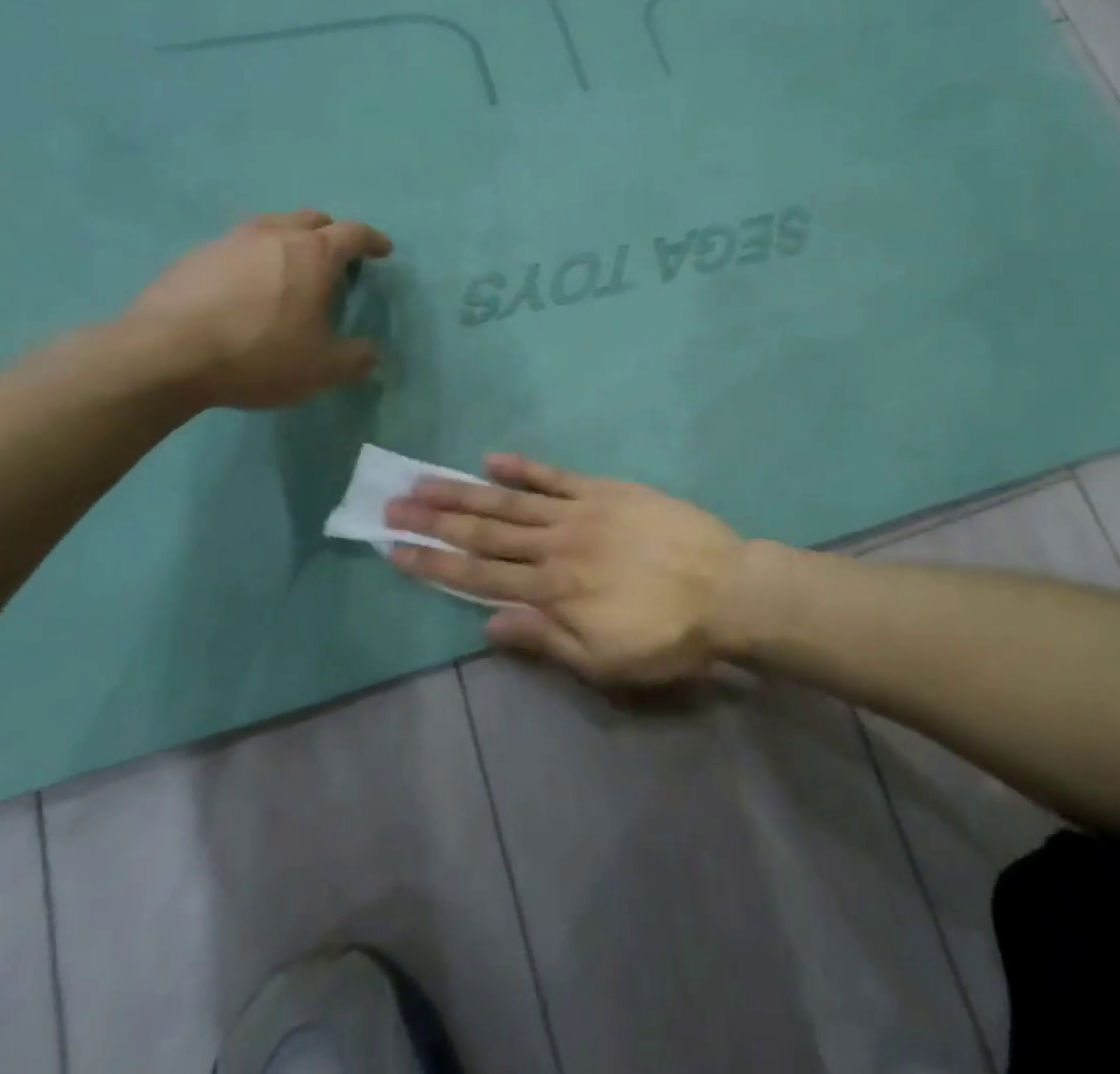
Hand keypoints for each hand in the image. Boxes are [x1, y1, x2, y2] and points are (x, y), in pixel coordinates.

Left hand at [126, 209, 392, 409]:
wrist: (165, 355)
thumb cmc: (259, 354)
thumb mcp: (323, 368)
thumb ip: (357, 358)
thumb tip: (371, 352)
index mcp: (314, 254)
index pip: (354, 233)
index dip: (373, 240)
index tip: (383, 250)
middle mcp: (274, 235)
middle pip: (311, 219)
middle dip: (331, 234)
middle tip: (337, 260)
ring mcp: (230, 241)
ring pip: (271, 227)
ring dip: (289, 241)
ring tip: (291, 271)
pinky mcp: (194, 257)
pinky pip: (236, 247)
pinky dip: (253, 259)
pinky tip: (246, 288)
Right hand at [385, 455, 745, 683]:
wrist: (726, 589)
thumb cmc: (667, 636)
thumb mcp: (604, 661)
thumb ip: (544, 639)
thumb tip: (488, 625)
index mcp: (552, 593)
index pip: (479, 578)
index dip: (433, 564)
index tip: (395, 550)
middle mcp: (556, 548)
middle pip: (485, 533)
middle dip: (435, 522)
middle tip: (392, 505)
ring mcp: (581, 513)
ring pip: (512, 502)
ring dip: (465, 492)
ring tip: (425, 480)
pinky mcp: (607, 491)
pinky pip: (558, 477)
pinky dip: (524, 468)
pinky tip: (493, 460)